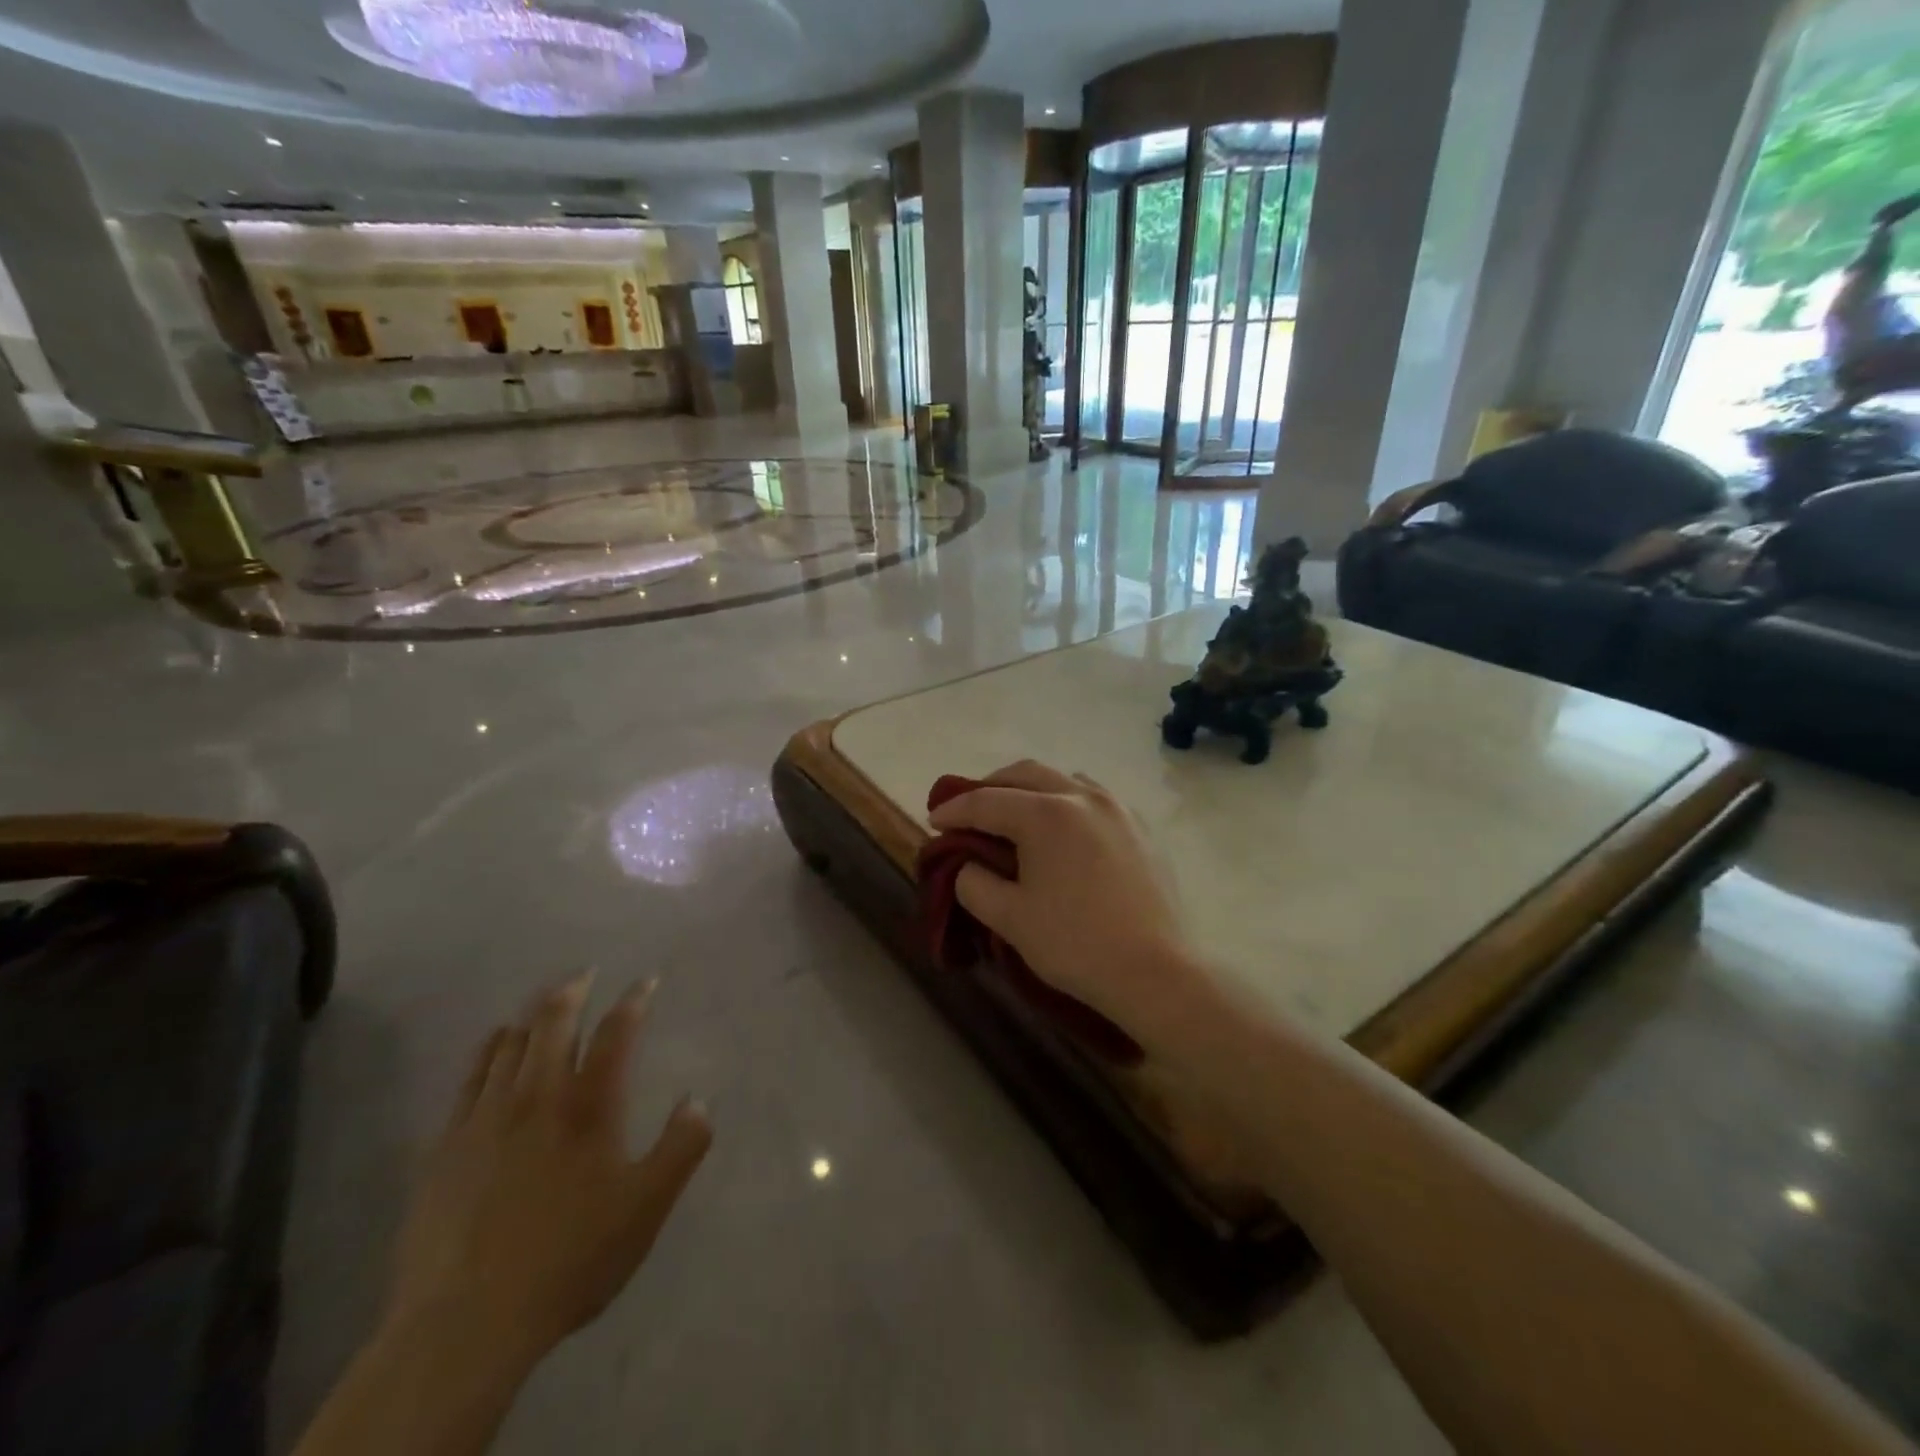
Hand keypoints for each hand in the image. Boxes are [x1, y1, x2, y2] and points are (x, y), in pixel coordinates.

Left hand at [381, 973, 711, 1372]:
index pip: (616, 1033)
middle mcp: (537, 1097)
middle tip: (584, 973)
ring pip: (508, 1044)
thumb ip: (682, 1147)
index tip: (645, 981)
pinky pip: (469, 1078)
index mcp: (589, 1106)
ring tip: (542, 1003)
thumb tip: (699, 1100)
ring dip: (530, 1015)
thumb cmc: (569, 1258)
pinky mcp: (445, 1147)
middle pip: (553, 1023)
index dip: (633, 1001)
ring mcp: (485, 1118)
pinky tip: (494, 1048)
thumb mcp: (646, 1208)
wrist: (464, 1323)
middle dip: (572, 991)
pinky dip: (488, 1050)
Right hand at [927, 761, 1196, 1041]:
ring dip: (1030, 789)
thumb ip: (974, 883)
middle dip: (990, 787)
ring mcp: (1117, 808)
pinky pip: (1093, 798)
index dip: (954, 810)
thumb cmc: (1076, 944)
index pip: (986, 801)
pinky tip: (1061, 829)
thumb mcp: (1009, 918)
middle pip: (1024, 774)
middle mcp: (1082, 796)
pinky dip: (1065, 802)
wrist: (1156, 972)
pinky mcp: (1141, 828)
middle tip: (968, 810)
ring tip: (1014, 815)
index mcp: (1046, 813)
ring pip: (1062, 779)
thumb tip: (968, 865)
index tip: (933, 820)